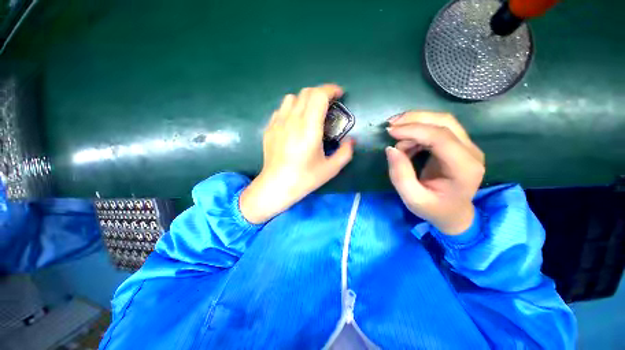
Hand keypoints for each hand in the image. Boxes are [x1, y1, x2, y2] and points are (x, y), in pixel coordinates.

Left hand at [240, 84, 354, 223]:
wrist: (276, 186)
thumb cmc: (304, 178)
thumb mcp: (331, 169)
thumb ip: (345, 152)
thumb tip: (351, 140)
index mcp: (309, 128)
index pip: (319, 95)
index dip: (331, 90)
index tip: (339, 95)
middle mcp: (292, 120)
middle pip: (306, 92)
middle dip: (320, 93)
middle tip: (328, 106)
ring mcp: (278, 123)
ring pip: (292, 98)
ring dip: (305, 100)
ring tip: (310, 113)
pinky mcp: (269, 128)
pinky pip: (281, 110)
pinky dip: (292, 109)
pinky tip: (294, 124)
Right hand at [385, 112, 484, 234]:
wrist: (454, 213)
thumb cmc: (434, 209)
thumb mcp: (412, 199)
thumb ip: (400, 175)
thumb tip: (390, 149)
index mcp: (464, 168)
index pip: (440, 137)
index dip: (413, 130)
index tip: (390, 131)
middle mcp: (471, 152)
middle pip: (444, 121)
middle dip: (414, 119)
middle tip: (390, 125)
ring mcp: (467, 146)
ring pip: (442, 121)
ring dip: (415, 123)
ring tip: (396, 137)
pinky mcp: (458, 145)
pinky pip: (438, 128)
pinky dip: (418, 131)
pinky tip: (406, 143)